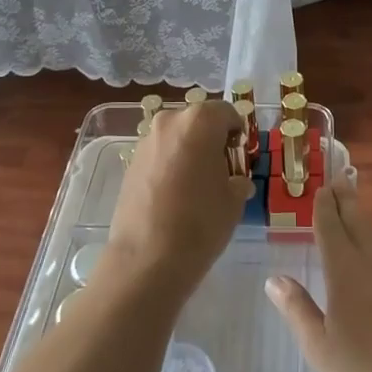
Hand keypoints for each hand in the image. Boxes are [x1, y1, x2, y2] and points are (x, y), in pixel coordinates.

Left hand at [104, 101, 249, 300]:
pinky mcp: (130, 163)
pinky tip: (175, 195)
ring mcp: (145, 142)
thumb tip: (235, 180)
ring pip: (176, 137)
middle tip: (222, 170)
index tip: (242, 156)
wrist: (147, 259)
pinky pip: (159, 154)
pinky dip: (170, 165)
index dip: (238, 132)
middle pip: (198, 121)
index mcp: (199, 122)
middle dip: (212, 139)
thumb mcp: (234, 200)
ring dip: (189, 152)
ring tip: (197, 185)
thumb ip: (238, 178)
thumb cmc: (200, 223)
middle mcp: (169, 122)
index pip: (227, 112)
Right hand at [266, 185, 371, 371]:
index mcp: (345, 269)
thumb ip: (297, 310)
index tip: (322, 188)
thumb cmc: (369, 371)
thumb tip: (274, 279)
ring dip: (368, 225)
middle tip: (340, 181)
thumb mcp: (321, 349)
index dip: (324, 206)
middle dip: (346, 201)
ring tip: (360, 218)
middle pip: (358, 222)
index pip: (331, 227)